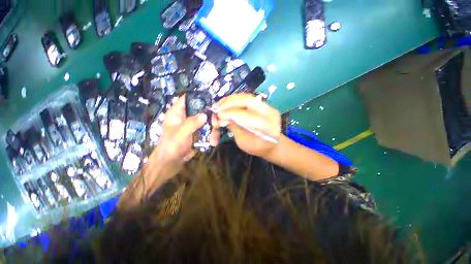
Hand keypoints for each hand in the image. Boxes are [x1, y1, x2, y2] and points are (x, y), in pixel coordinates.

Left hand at [150, 95, 207, 168]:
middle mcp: (186, 117)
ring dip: (213, 129)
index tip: (210, 101)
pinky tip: (213, 142)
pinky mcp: (199, 133)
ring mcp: (193, 125)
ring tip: (213, 139)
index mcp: (177, 113)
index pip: (187, 98)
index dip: (198, 97)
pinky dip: (212, 135)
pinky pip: (208, 130)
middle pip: (202, 110)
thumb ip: (192, 123)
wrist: (172, 162)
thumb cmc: (171, 146)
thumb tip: (205, 115)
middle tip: (215, 125)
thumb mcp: (181, 133)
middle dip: (211, 117)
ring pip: (207, 121)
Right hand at [211, 93, 280, 157]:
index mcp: (266, 127)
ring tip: (220, 105)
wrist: (273, 145)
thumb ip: (234, 128)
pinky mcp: (264, 104)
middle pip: (247, 100)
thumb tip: (222, 118)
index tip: (218, 115)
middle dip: (229, 103)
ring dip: (231, 99)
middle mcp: (269, 112)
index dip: (230, 114)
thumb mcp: (244, 142)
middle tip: (217, 107)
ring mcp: (268, 106)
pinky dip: (236, 99)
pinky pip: (247, 98)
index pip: (246, 115)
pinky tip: (227, 103)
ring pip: (247, 97)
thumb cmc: (257, 148)